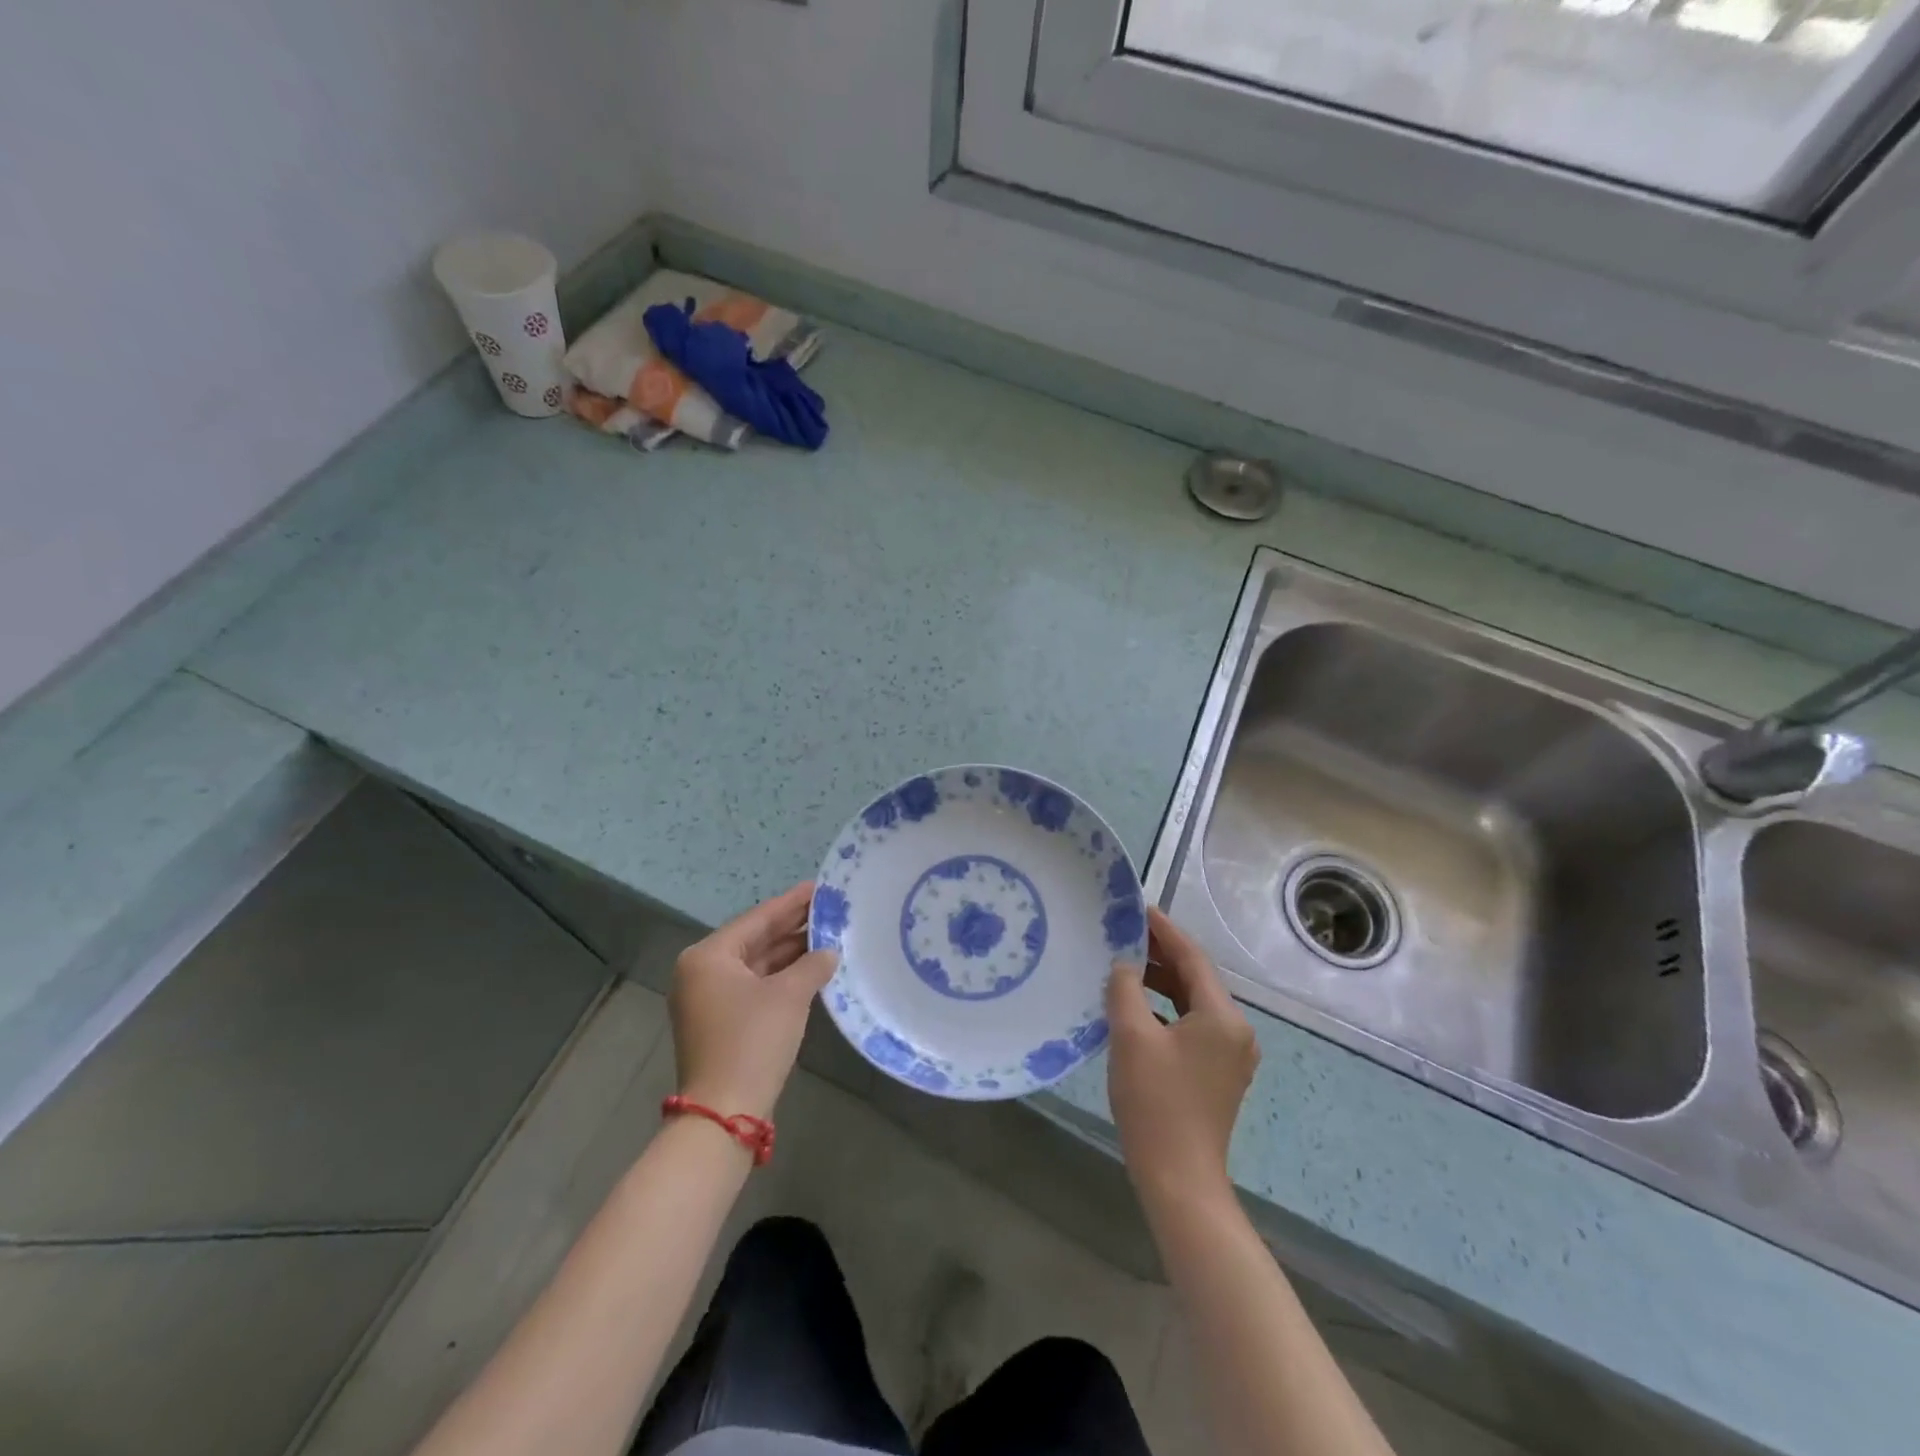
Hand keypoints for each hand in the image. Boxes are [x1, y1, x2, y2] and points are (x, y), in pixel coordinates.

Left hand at [670, 883, 836, 1121]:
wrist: (723, 1112)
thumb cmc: (753, 1041)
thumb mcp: (789, 996)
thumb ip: (812, 965)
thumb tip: (830, 952)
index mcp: (708, 956)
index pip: (757, 919)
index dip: (792, 903)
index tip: (819, 887)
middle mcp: (701, 972)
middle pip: (754, 940)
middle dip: (792, 927)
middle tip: (829, 909)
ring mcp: (707, 999)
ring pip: (755, 964)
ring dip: (789, 952)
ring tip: (827, 934)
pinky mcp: (718, 1021)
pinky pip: (753, 985)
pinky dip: (780, 976)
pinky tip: (810, 968)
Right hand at [1107, 907, 1259, 1209]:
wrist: (1179, 1179)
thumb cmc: (1155, 1102)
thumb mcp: (1132, 1036)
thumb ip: (1125, 989)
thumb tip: (1124, 965)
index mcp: (1222, 1017)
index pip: (1193, 958)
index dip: (1165, 930)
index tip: (1138, 908)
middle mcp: (1236, 1031)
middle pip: (1196, 979)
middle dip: (1161, 955)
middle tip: (1125, 934)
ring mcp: (1231, 1055)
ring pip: (1193, 1003)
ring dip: (1162, 983)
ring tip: (1126, 966)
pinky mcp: (1218, 1074)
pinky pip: (1192, 1026)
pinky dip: (1167, 1010)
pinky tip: (1137, 1008)